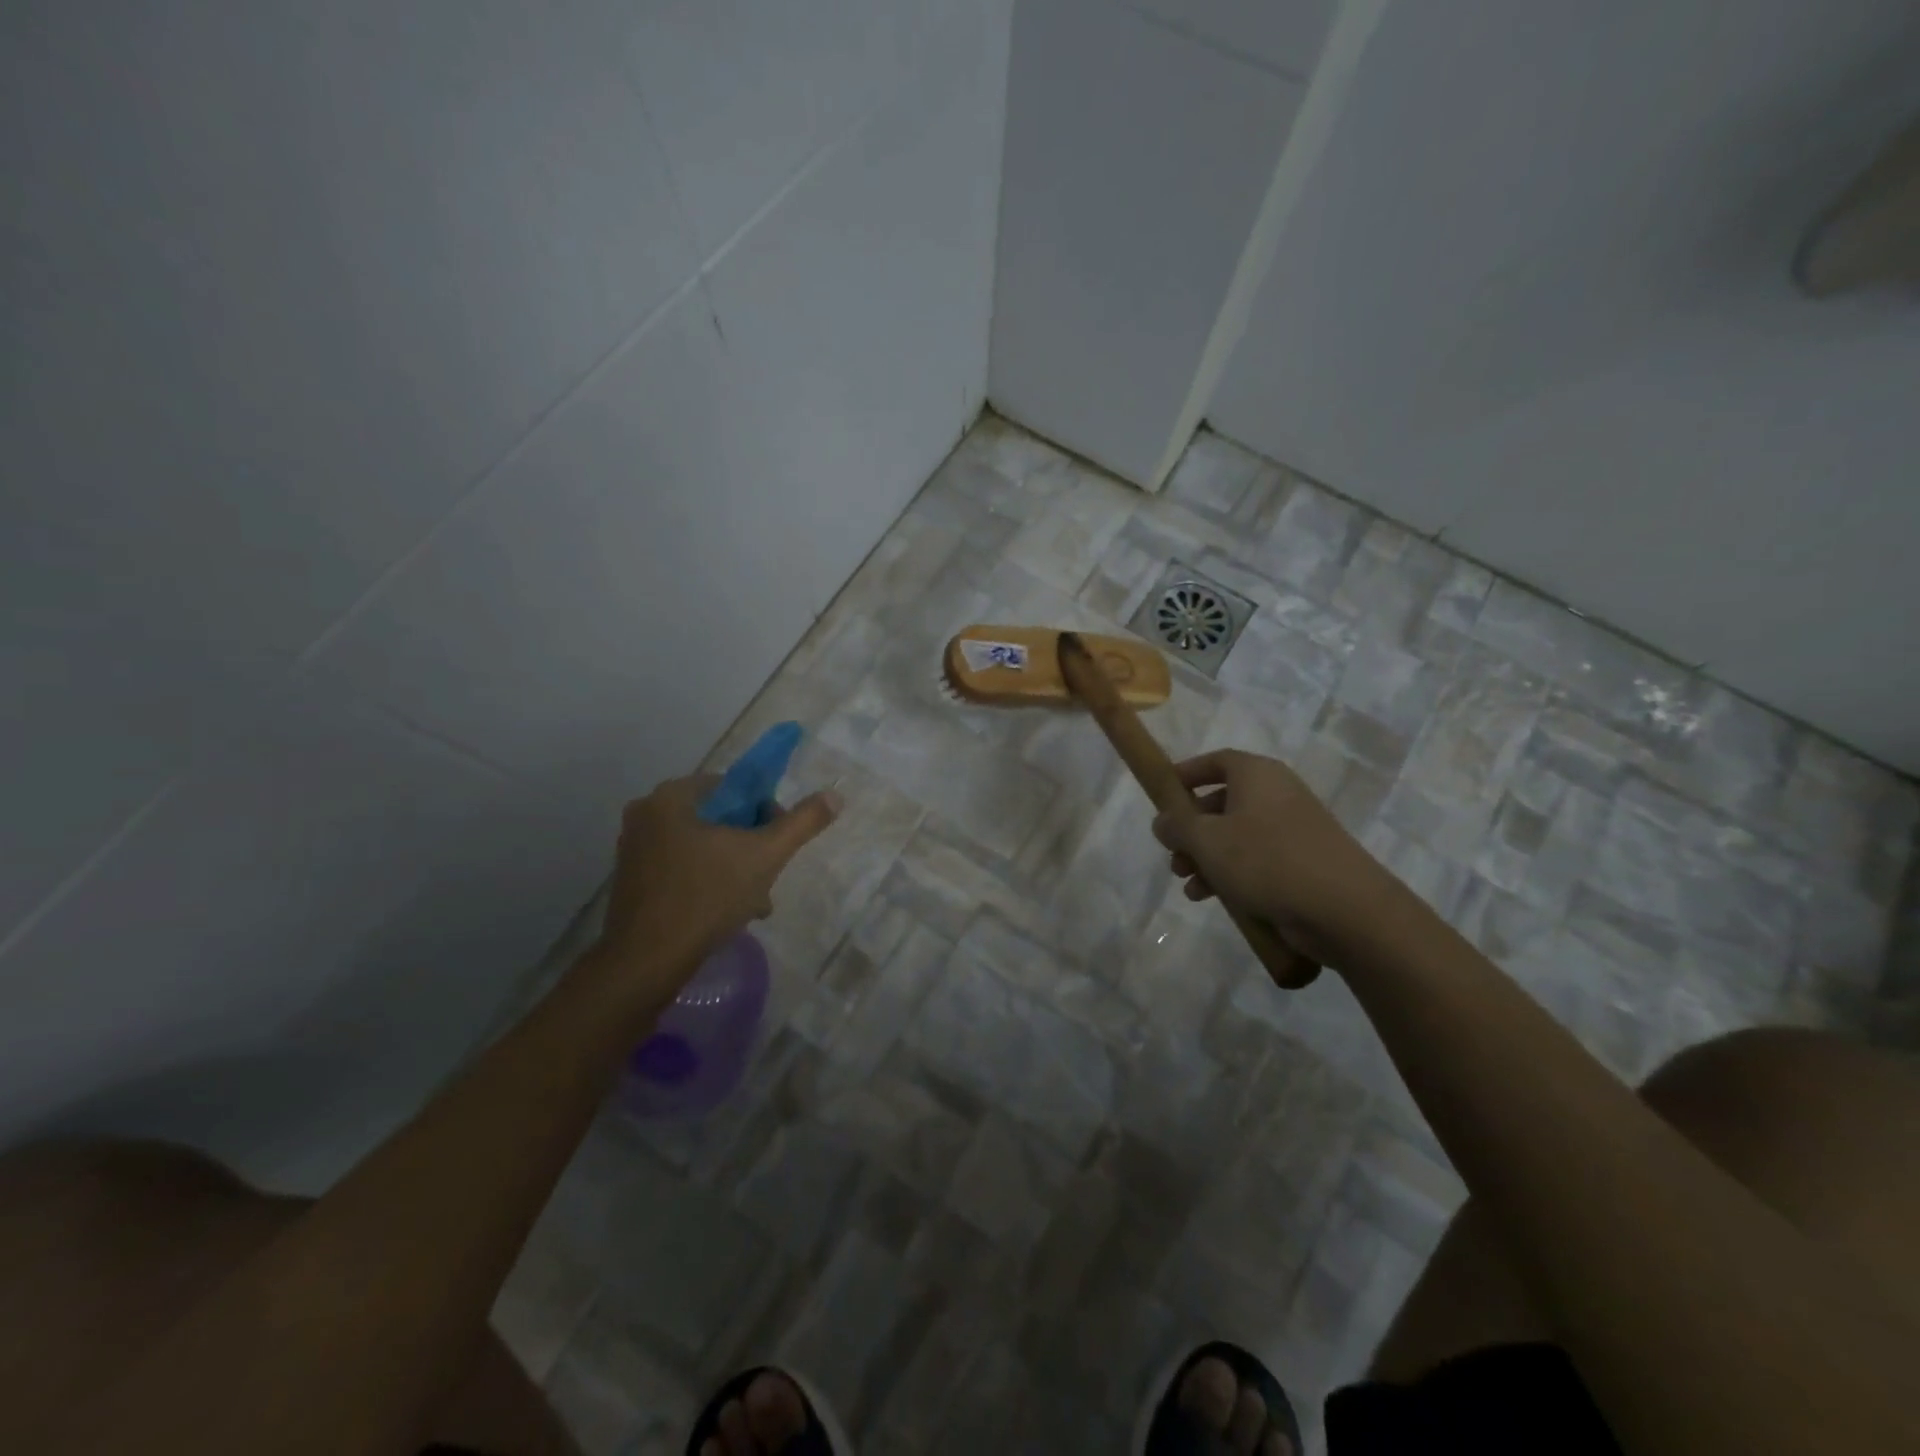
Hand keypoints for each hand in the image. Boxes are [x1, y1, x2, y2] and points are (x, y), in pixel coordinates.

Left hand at [593, 773, 840, 992]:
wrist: (646, 962)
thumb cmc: (706, 898)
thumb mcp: (765, 856)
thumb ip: (802, 823)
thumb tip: (834, 796)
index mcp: (671, 797)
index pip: (733, 787)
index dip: (765, 812)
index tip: (778, 844)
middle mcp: (646, 814)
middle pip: (719, 818)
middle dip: (751, 846)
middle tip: (769, 878)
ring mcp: (634, 849)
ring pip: (703, 846)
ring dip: (735, 868)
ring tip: (755, 903)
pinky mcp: (632, 881)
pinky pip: (682, 868)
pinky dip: (709, 882)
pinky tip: (728, 913)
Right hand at [1151, 749, 1408, 968]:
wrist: (1344, 908)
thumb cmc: (1266, 860)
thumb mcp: (1207, 840)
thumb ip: (1177, 826)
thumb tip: (1163, 821)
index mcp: (1256, 775)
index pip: (1216, 761)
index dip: (1187, 774)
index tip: (1163, 794)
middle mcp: (1276, 794)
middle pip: (1222, 802)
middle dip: (1191, 830)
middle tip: (1172, 853)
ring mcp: (1292, 829)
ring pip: (1236, 836)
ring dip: (1206, 857)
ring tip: (1187, 885)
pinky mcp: (1302, 863)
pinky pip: (1256, 860)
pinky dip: (1231, 874)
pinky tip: (1211, 899)